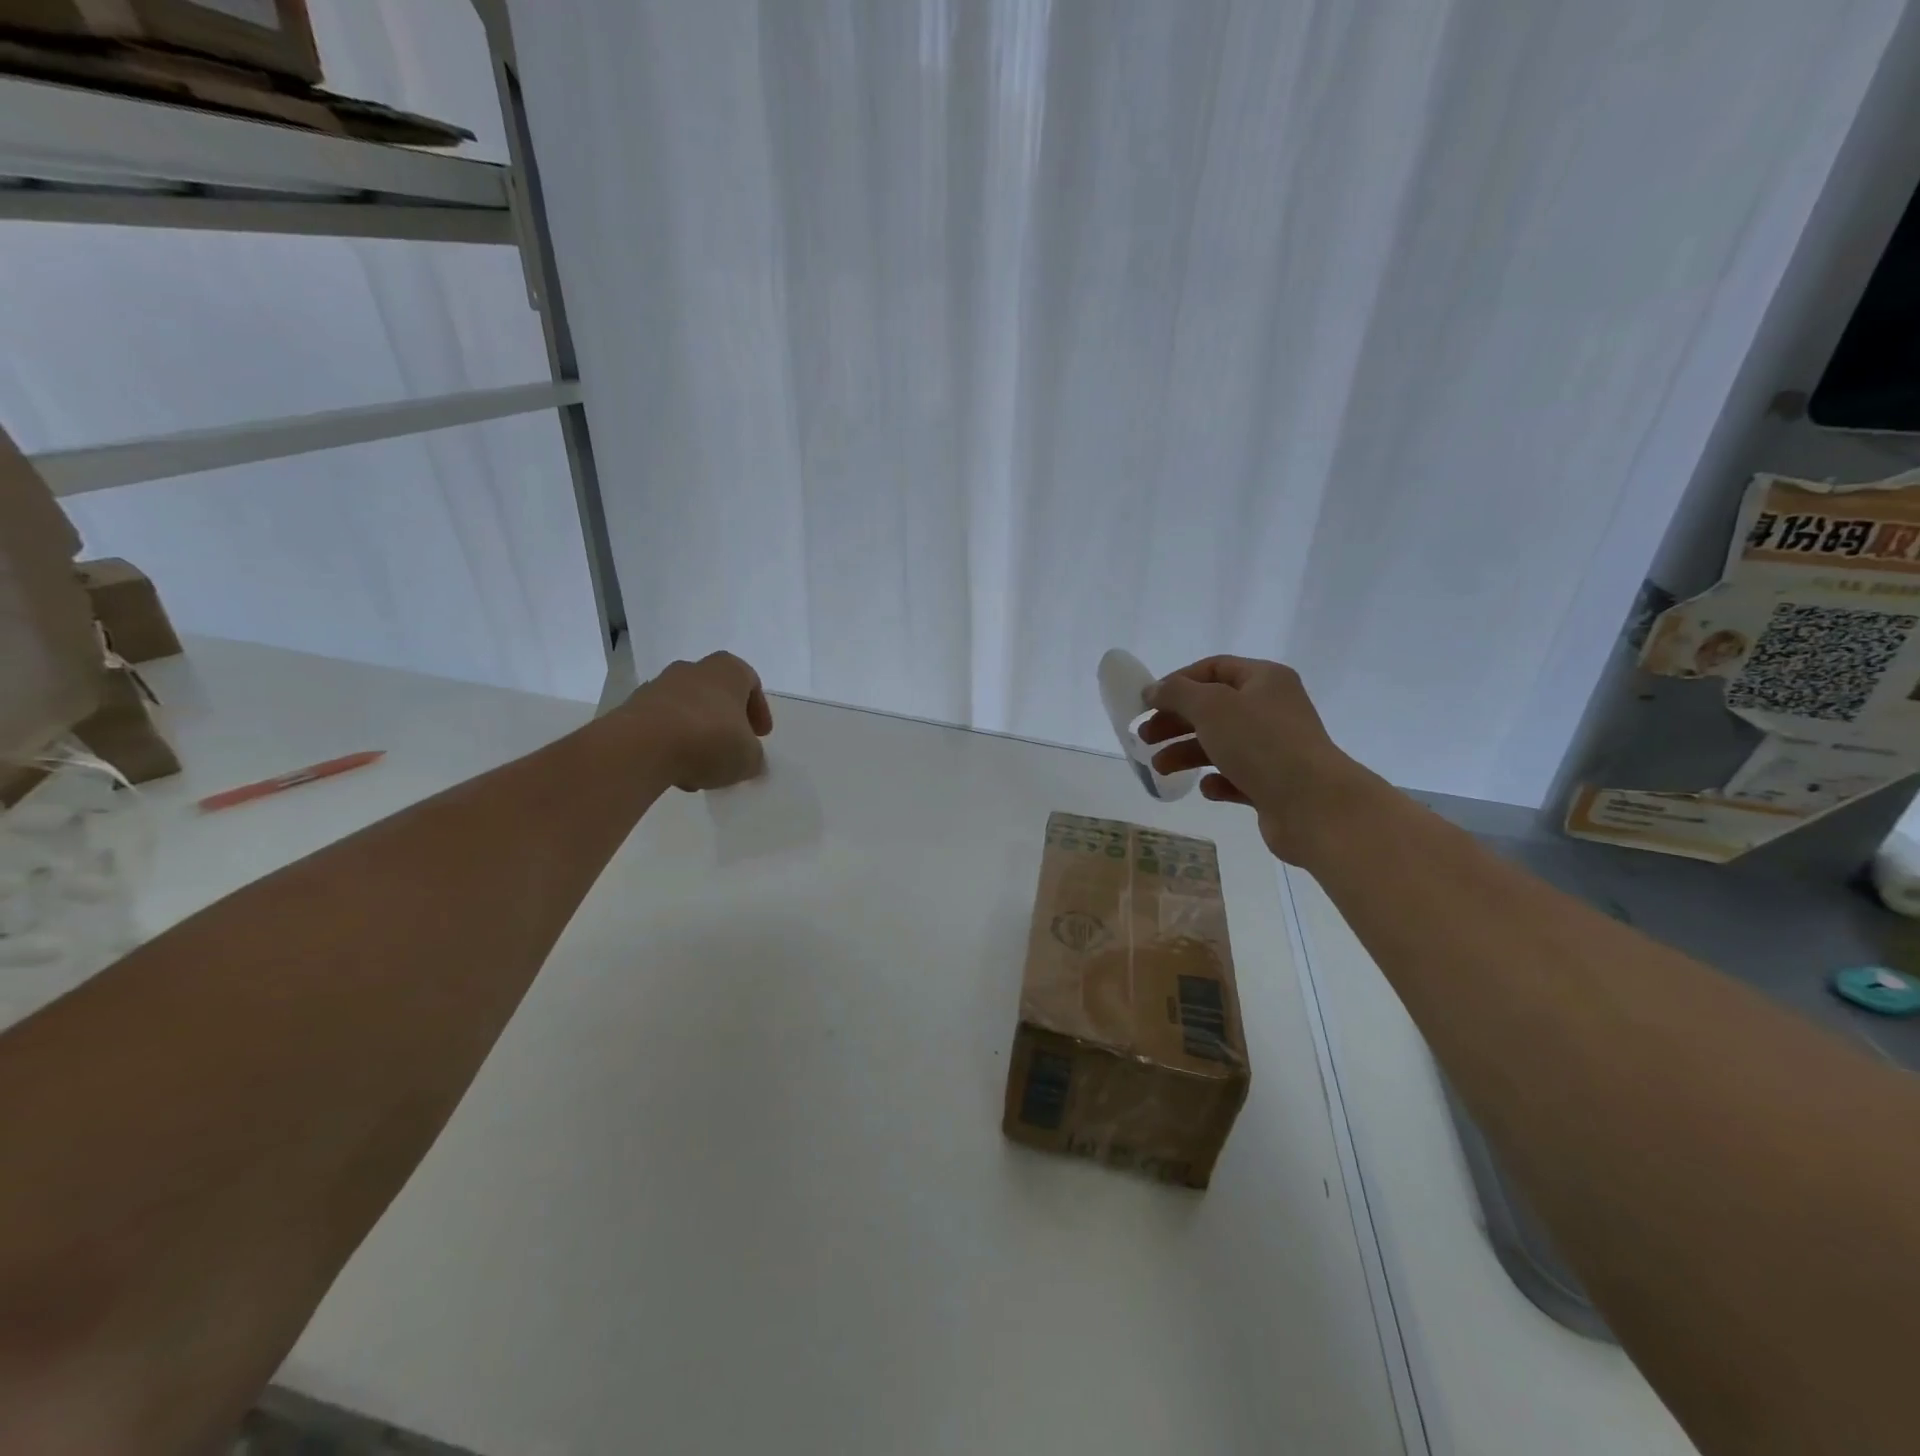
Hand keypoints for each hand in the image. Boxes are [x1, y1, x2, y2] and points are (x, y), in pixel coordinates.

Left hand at [623, 652, 773, 791]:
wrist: (641, 746)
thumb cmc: (709, 740)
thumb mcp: (748, 758)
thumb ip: (754, 758)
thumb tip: (751, 760)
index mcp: (728, 670)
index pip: (751, 682)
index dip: (758, 711)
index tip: (760, 736)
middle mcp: (693, 669)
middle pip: (716, 694)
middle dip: (725, 722)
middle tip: (731, 748)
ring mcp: (659, 686)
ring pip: (688, 709)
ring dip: (697, 734)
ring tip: (702, 767)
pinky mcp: (633, 707)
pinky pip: (662, 724)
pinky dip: (671, 743)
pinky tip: (676, 771)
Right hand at [1139, 655, 1378, 863]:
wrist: (1313, 804)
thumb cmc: (1260, 744)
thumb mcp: (1211, 707)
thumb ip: (1176, 693)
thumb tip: (1153, 690)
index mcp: (1264, 680)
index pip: (1213, 668)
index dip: (1177, 681)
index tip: (1148, 702)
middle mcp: (1272, 709)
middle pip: (1213, 708)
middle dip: (1175, 721)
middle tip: (1144, 736)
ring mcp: (1275, 748)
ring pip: (1220, 743)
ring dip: (1186, 752)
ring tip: (1160, 768)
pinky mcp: (1274, 783)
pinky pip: (1236, 776)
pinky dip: (1217, 780)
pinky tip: (1206, 788)